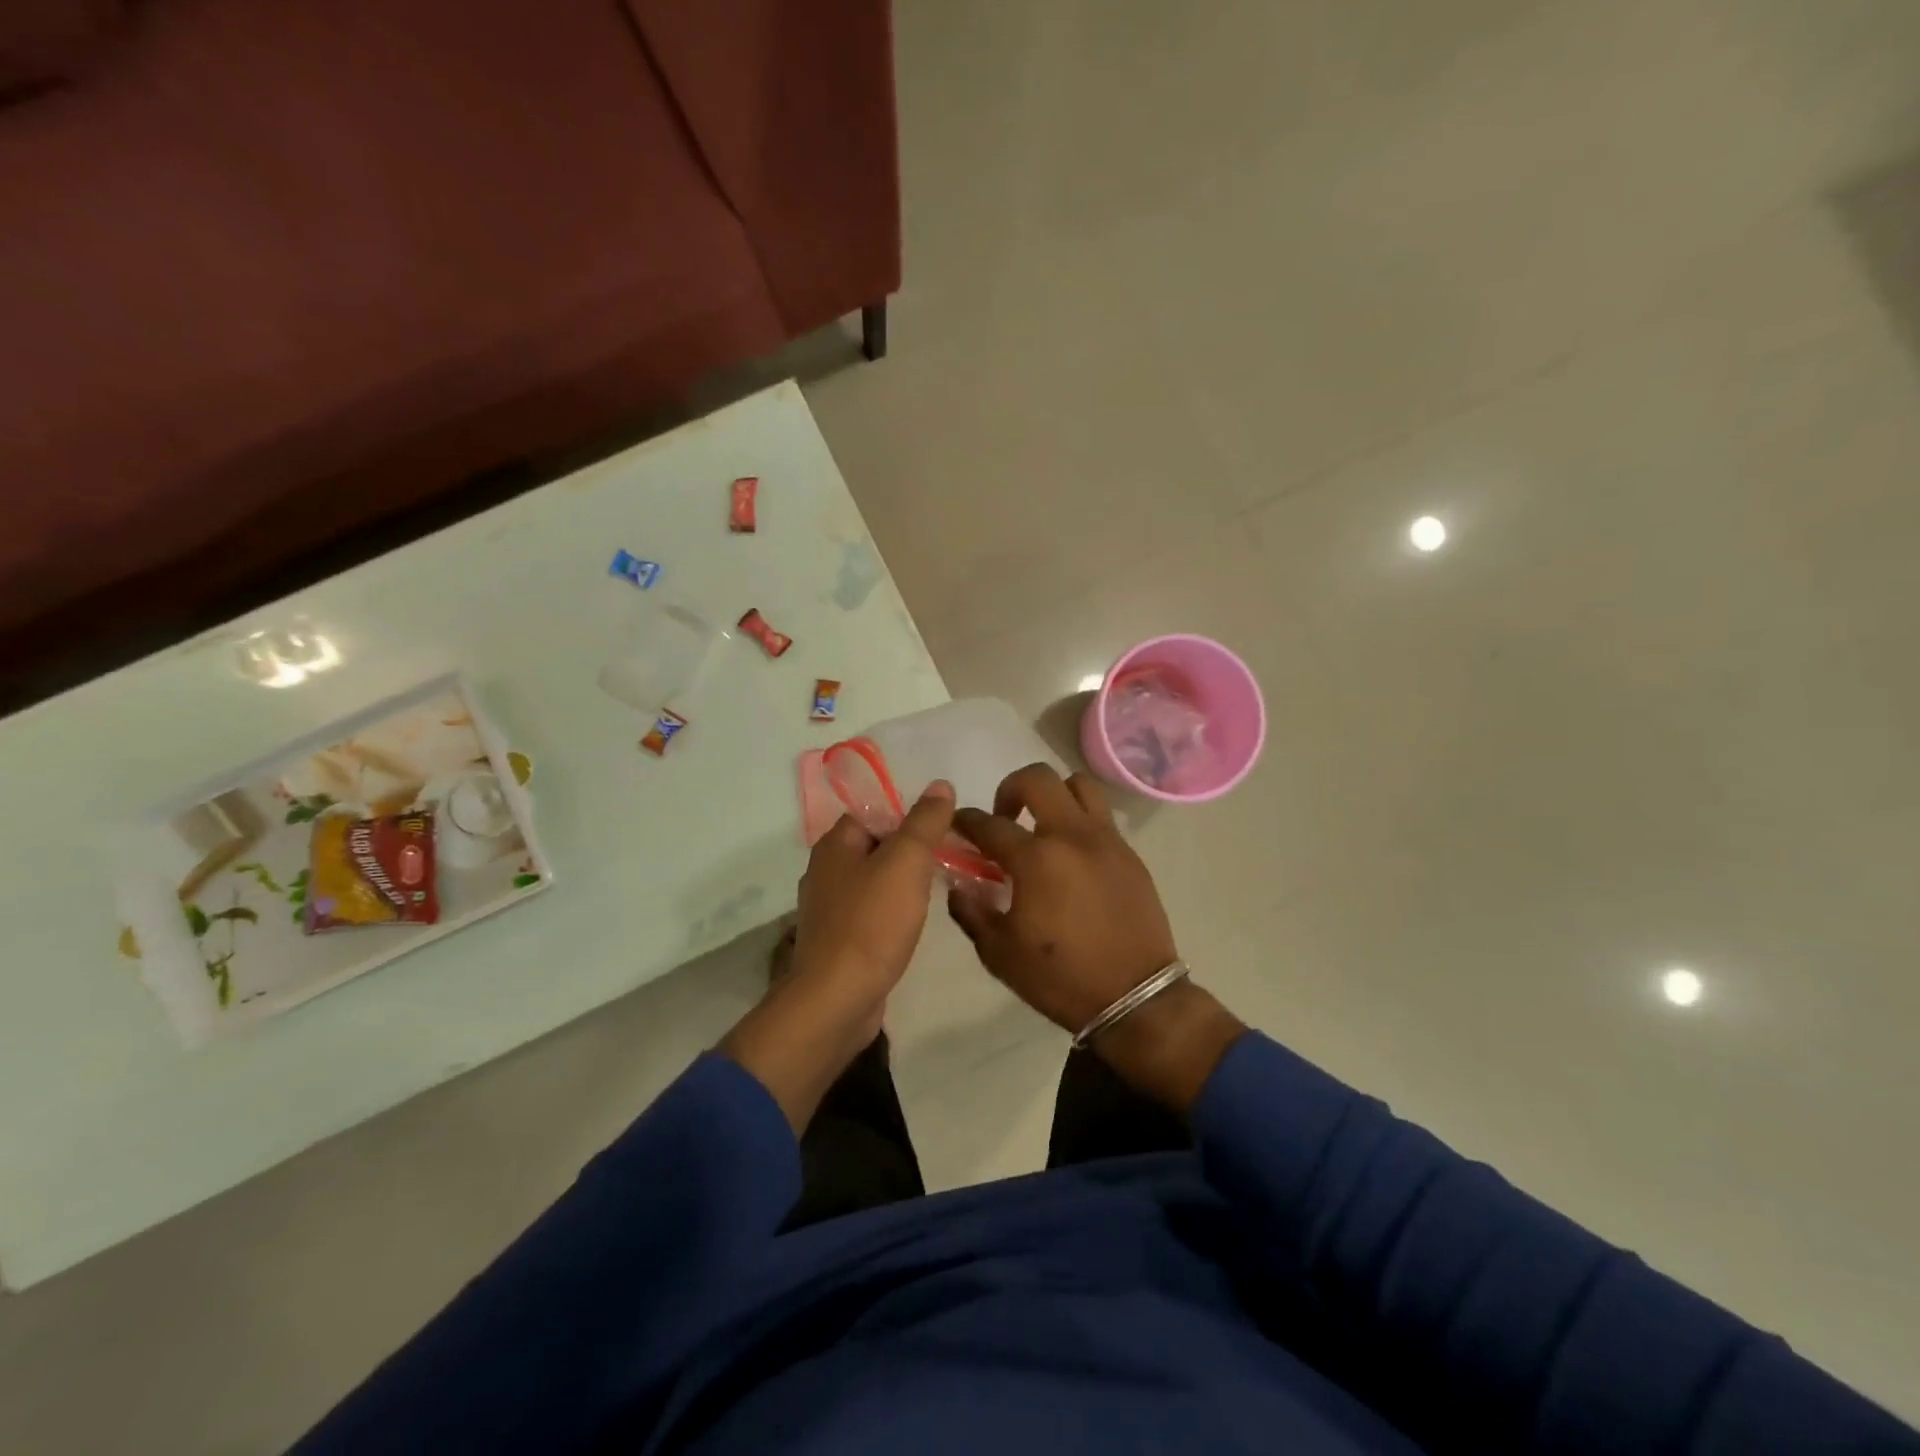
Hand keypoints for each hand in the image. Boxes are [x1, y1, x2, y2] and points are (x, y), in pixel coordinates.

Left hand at [720, 781, 955, 1131]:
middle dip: (910, 852)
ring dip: (903, 884)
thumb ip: (924, 822)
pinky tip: (913, 924)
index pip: (874, 813)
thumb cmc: (872, 923)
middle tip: (947, 861)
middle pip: (876, 847)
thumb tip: (940, 785)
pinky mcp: (839, 941)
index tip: (942, 833)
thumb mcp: (906, 862)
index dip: (908, 818)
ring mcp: (829, 909)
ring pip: (875, 882)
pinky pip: (871, 914)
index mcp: (834, 845)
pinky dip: (893, 914)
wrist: (838, 1000)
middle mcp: (825, 871)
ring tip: (936, 891)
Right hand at [949, 764, 1242, 1110]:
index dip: (965, 821)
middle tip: (1003, 819)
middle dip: (1010, 789)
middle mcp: (1071, 836)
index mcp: (1035, 859)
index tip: (956, 825)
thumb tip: (958, 886)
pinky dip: (1078, 820)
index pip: (989, 825)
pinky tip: (1071, 854)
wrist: (1135, 997)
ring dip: (1052, 795)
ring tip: (1042, 826)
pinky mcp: (1129, 853)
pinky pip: (1100, 816)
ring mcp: (1105, 840)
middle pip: (1037, 779)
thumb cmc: (1060, 978)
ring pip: (1077, 785)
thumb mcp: (999, 953)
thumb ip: (972, 912)